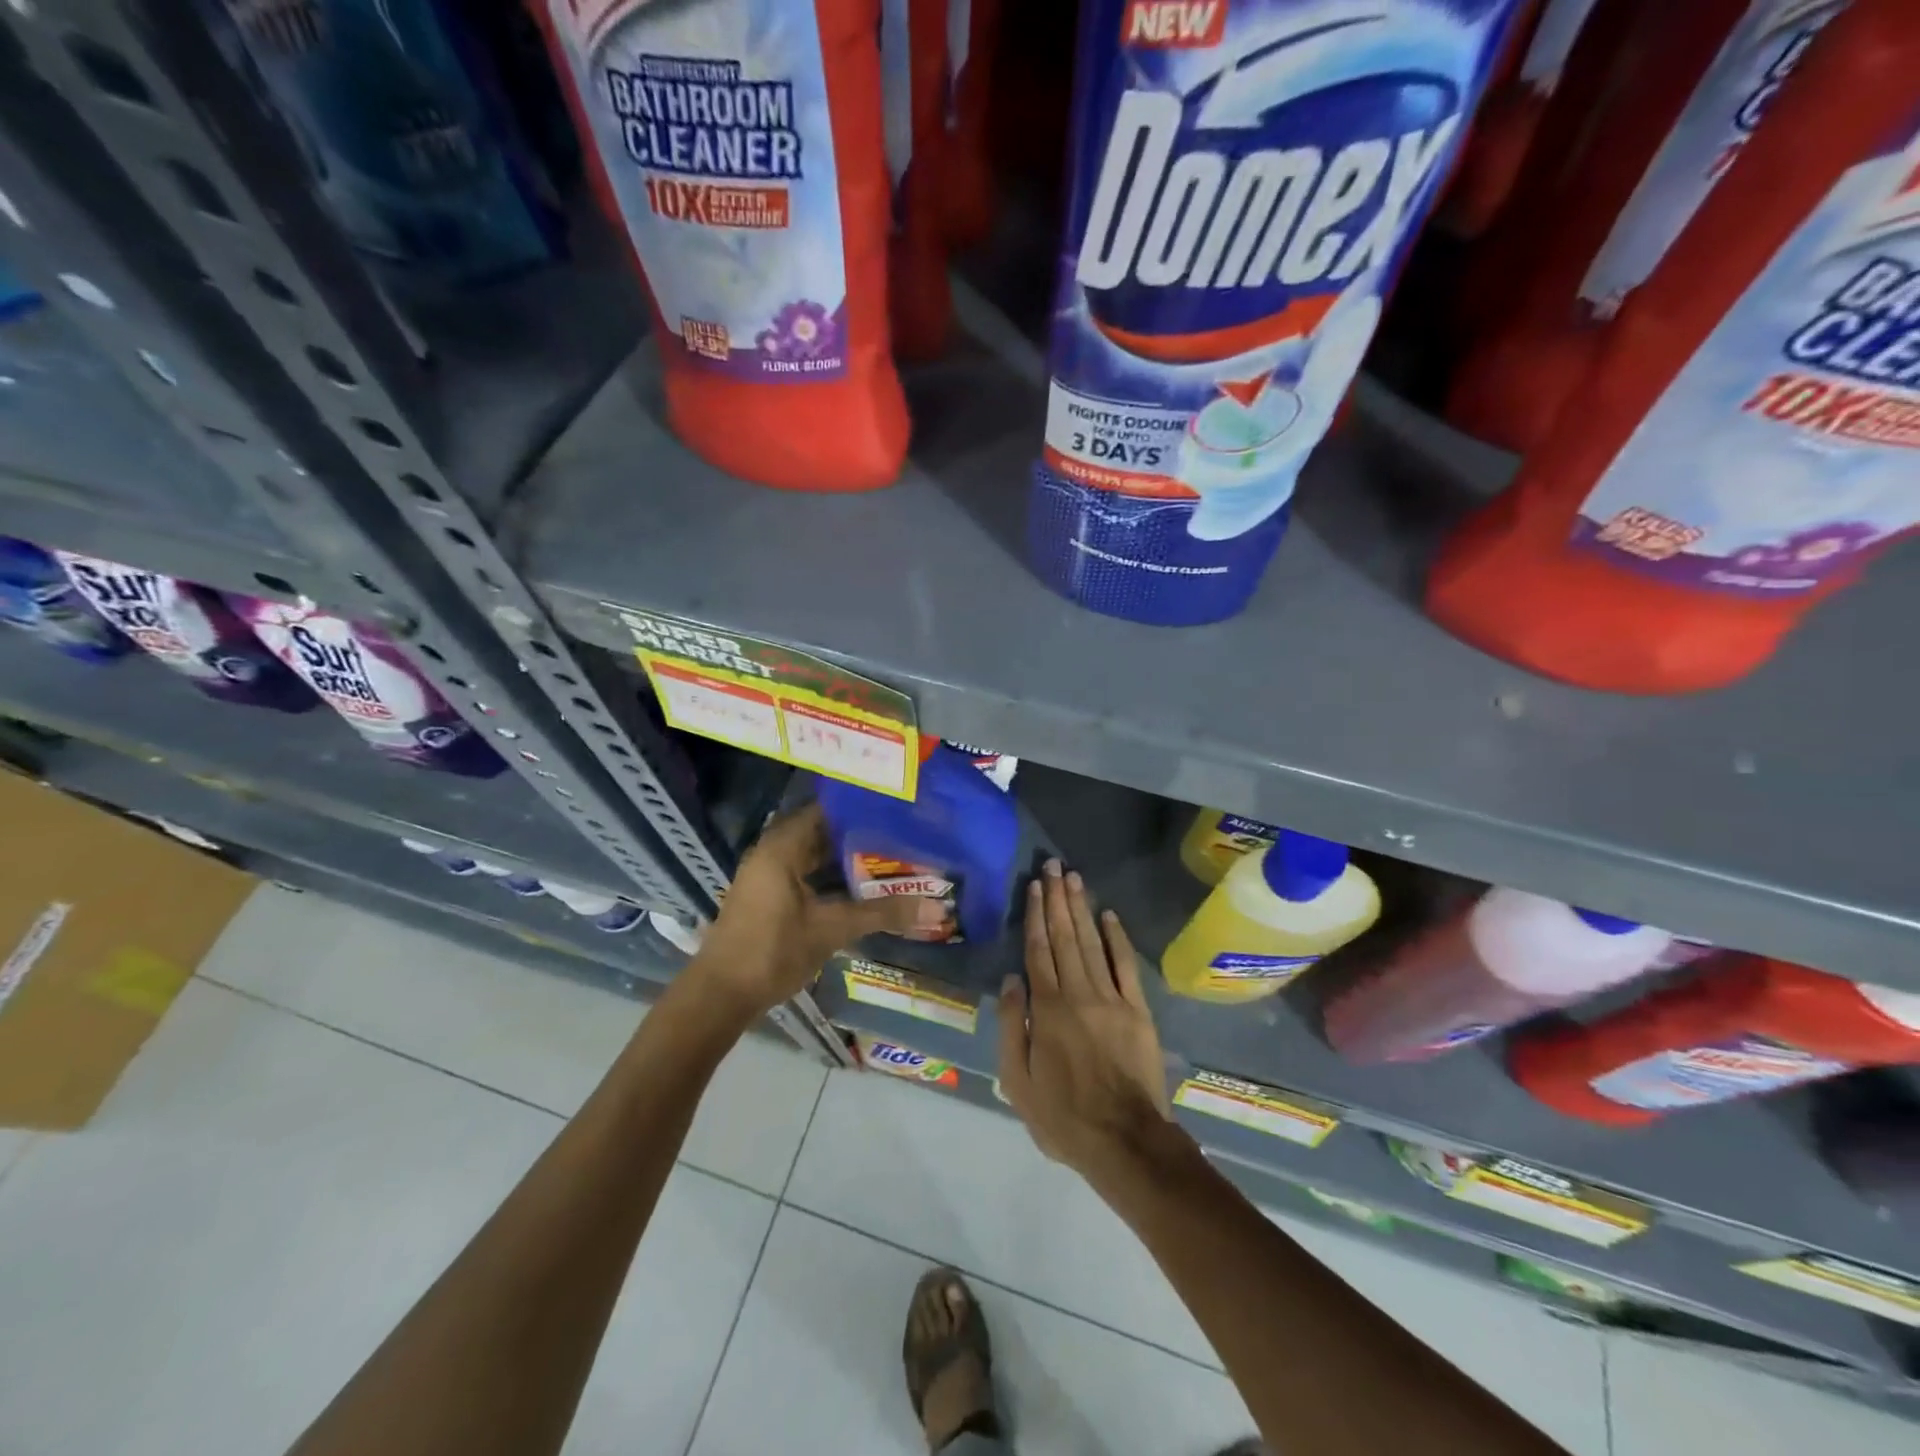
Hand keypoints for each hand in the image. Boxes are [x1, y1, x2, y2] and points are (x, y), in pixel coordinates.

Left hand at [691, 804, 944, 1018]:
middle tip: (905, 832)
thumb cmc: (772, 951)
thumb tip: (936, 907)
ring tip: (894, 855)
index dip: (862, 807)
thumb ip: (883, 913)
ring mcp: (769, 874)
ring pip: (816, 855)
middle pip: (823, 831)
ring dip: (848, 858)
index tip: (898, 807)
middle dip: (861, 834)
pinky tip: (864, 885)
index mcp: (782, 846)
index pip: (828, 809)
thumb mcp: (832, 929)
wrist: (720, 996)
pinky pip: (808, 873)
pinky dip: (833, 876)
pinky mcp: (770, 895)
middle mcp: (773, 851)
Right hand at [997, 860, 1172, 1179]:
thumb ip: (1013, 1026)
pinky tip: (1109, 915)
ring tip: (1074, 878)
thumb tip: (1011, 980)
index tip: (1034, 887)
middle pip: (1065, 937)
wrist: (1125, 1141)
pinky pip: (1126, 966)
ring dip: (1082, 908)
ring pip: (1092, 943)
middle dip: (1058, 899)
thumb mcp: (1017, 1081)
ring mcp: (1112, 999)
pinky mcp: (1137, 1011)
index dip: (1036, 916)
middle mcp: (1078, 993)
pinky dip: (1117, 938)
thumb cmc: (1063, 1116)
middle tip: (1053, 866)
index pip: (1038, 951)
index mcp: (1048, 1009)